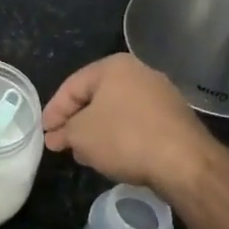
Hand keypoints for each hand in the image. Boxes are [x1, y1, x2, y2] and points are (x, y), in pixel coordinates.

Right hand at [43, 53, 215, 196]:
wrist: (184, 161)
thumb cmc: (124, 137)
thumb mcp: (81, 135)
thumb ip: (63, 132)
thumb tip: (54, 137)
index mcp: (114, 66)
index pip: (72, 86)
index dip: (54, 110)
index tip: (44, 133)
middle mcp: (140, 72)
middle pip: (96, 97)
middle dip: (76, 121)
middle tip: (61, 143)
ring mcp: (161, 94)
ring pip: (117, 111)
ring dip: (97, 131)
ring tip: (84, 154)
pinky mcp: (174, 118)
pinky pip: (137, 123)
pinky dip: (120, 136)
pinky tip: (113, 156)